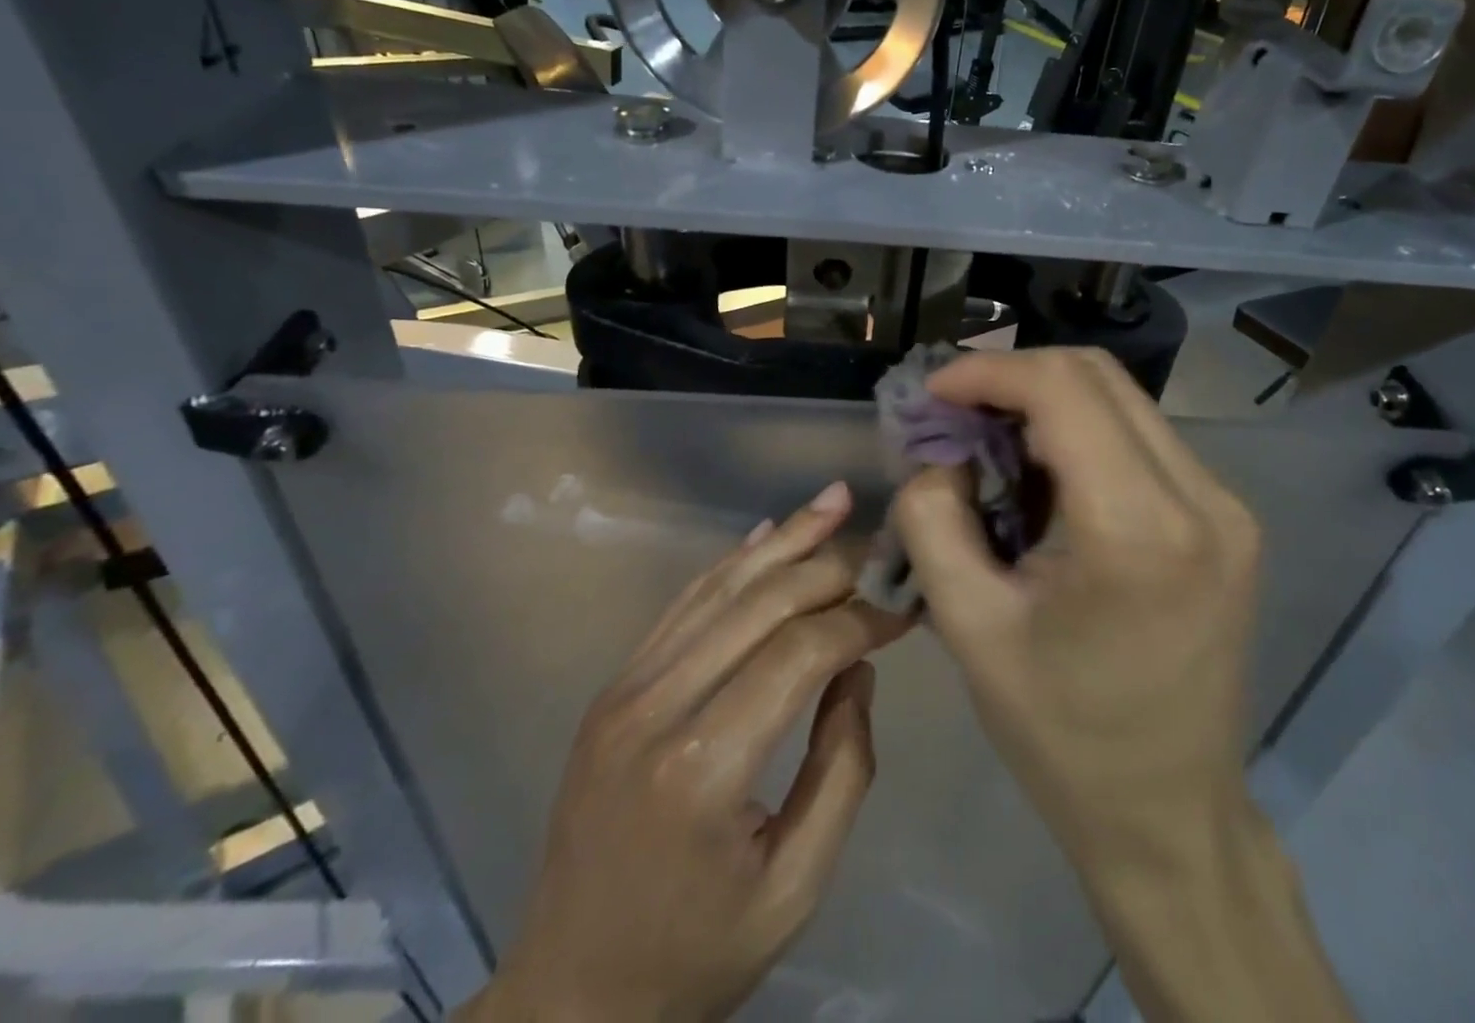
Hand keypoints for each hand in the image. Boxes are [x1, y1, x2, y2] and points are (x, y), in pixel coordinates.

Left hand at [463, 483, 907, 1022]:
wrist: (571, 994)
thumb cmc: (695, 955)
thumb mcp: (795, 887)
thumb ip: (842, 768)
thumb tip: (858, 667)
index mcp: (703, 767)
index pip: (800, 653)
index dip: (860, 620)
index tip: (904, 610)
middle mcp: (656, 707)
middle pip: (760, 603)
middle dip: (830, 567)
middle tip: (881, 549)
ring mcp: (625, 688)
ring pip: (719, 587)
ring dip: (783, 540)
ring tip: (833, 501)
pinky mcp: (614, 686)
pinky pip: (681, 605)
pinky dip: (730, 564)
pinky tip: (767, 534)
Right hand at [890, 348, 1261, 862]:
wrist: (1169, 813)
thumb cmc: (1061, 732)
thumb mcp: (968, 626)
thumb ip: (932, 518)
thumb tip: (939, 452)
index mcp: (1139, 531)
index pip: (1062, 389)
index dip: (987, 371)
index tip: (932, 393)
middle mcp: (1202, 499)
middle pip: (1095, 375)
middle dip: (1012, 377)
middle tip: (954, 412)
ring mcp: (1225, 505)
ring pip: (1120, 397)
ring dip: (1044, 400)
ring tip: (988, 438)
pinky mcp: (1226, 518)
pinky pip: (1141, 435)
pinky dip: (1079, 430)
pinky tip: (1041, 471)